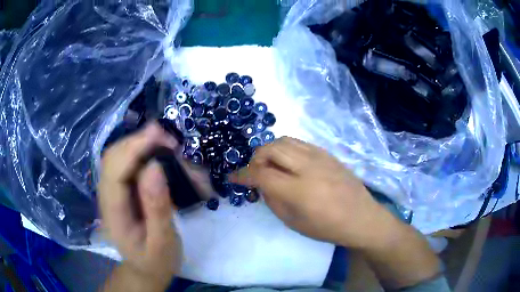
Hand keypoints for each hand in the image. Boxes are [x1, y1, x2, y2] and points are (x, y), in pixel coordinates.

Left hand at [99, 123, 181, 290]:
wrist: (145, 269)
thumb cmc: (155, 261)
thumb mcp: (162, 242)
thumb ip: (157, 208)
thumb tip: (155, 167)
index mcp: (113, 212)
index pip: (114, 170)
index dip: (135, 148)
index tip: (163, 138)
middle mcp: (107, 196)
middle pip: (114, 156)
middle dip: (140, 141)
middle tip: (170, 141)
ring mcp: (112, 191)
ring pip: (120, 155)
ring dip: (142, 145)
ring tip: (169, 147)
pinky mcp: (121, 190)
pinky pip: (128, 163)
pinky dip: (144, 154)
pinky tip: (160, 156)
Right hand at [230, 137, 399, 248]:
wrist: (361, 217)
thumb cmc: (327, 227)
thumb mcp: (294, 222)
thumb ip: (273, 200)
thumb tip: (260, 183)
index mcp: (299, 190)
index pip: (261, 174)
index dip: (242, 174)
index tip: (233, 177)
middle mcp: (308, 167)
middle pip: (271, 149)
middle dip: (255, 158)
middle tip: (255, 172)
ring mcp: (319, 156)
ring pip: (284, 140)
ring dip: (270, 150)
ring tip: (270, 165)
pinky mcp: (327, 153)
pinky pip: (299, 143)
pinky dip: (285, 149)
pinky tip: (288, 162)